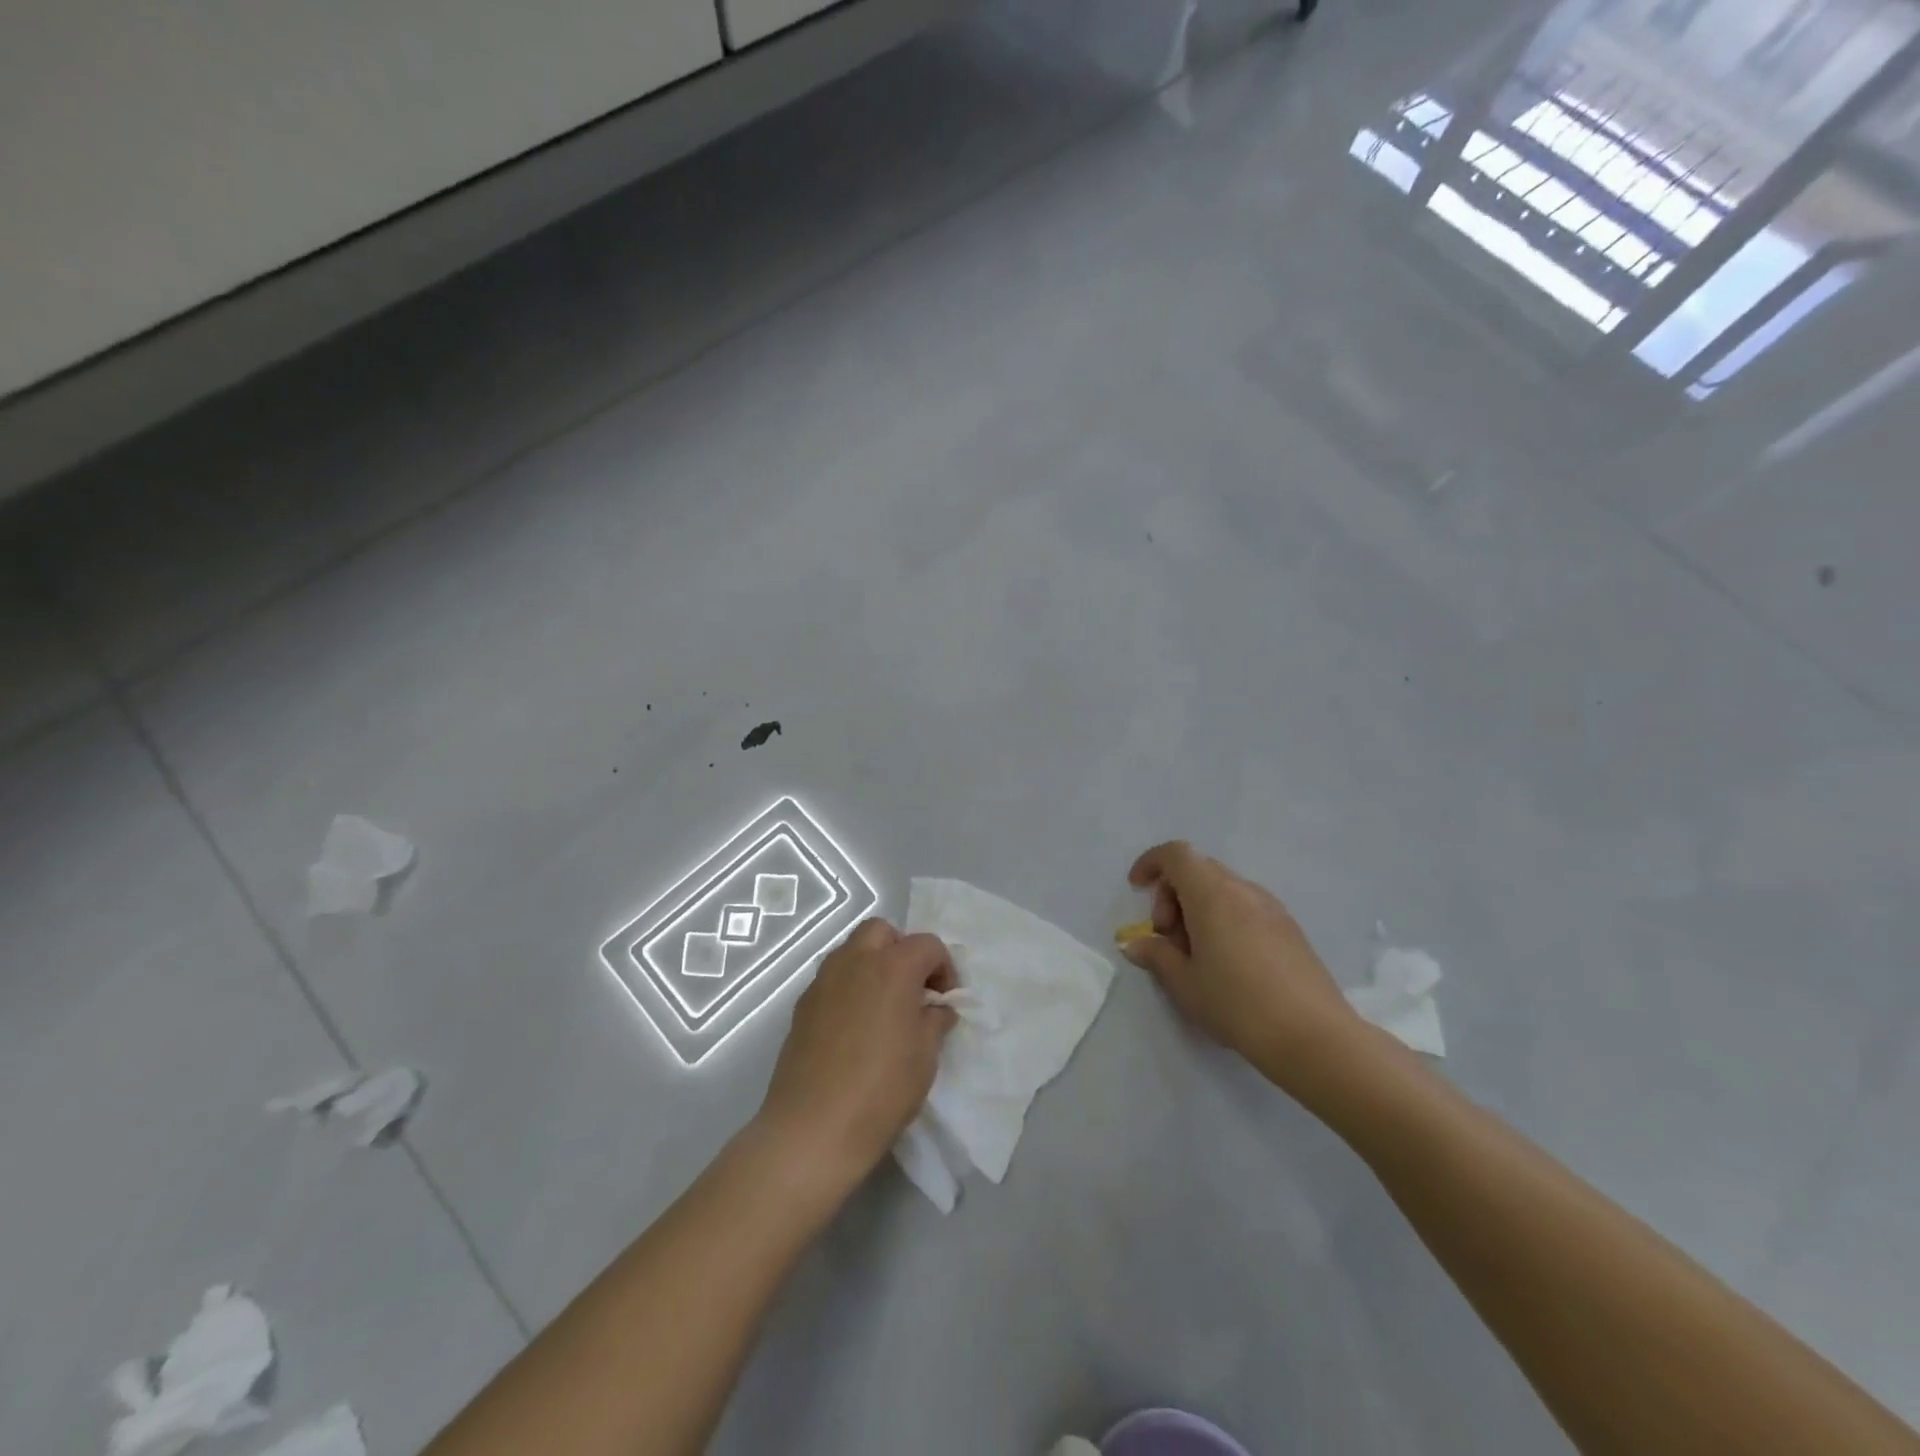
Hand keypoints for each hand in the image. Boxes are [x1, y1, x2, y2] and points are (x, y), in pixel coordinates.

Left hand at [756, 919, 957, 1198]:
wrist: (814, 1128)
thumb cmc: (882, 1089)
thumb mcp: (925, 1055)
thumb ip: (935, 1020)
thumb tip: (935, 1008)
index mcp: (893, 967)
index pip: (927, 945)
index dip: (944, 968)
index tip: (945, 1002)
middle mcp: (855, 961)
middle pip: (882, 931)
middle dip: (902, 951)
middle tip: (912, 990)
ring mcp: (823, 981)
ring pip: (852, 950)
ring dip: (873, 965)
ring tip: (883, 1008)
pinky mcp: (802, 1005)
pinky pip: (832, 979)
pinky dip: (849, 988)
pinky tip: (855, 1028)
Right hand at [1123, 841, 1363, 1092]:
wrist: (1313, 1036)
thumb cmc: (1237, 1003)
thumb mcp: (1184, 984)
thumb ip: (1156, 955)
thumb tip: (1135, 944)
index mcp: (1212, 893)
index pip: (1176, 854)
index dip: (1151, 863)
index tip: (1136, 889)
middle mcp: (1243, 890)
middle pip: (1198, 869)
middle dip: (1172, 894)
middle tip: (1167, 937)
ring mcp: (1271, 907)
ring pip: (1223, 889)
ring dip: (1198, 908)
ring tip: (1195, 955)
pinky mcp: (1289, 928)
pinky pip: (1245, 906)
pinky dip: (1224, 919)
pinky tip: (1226, 963)